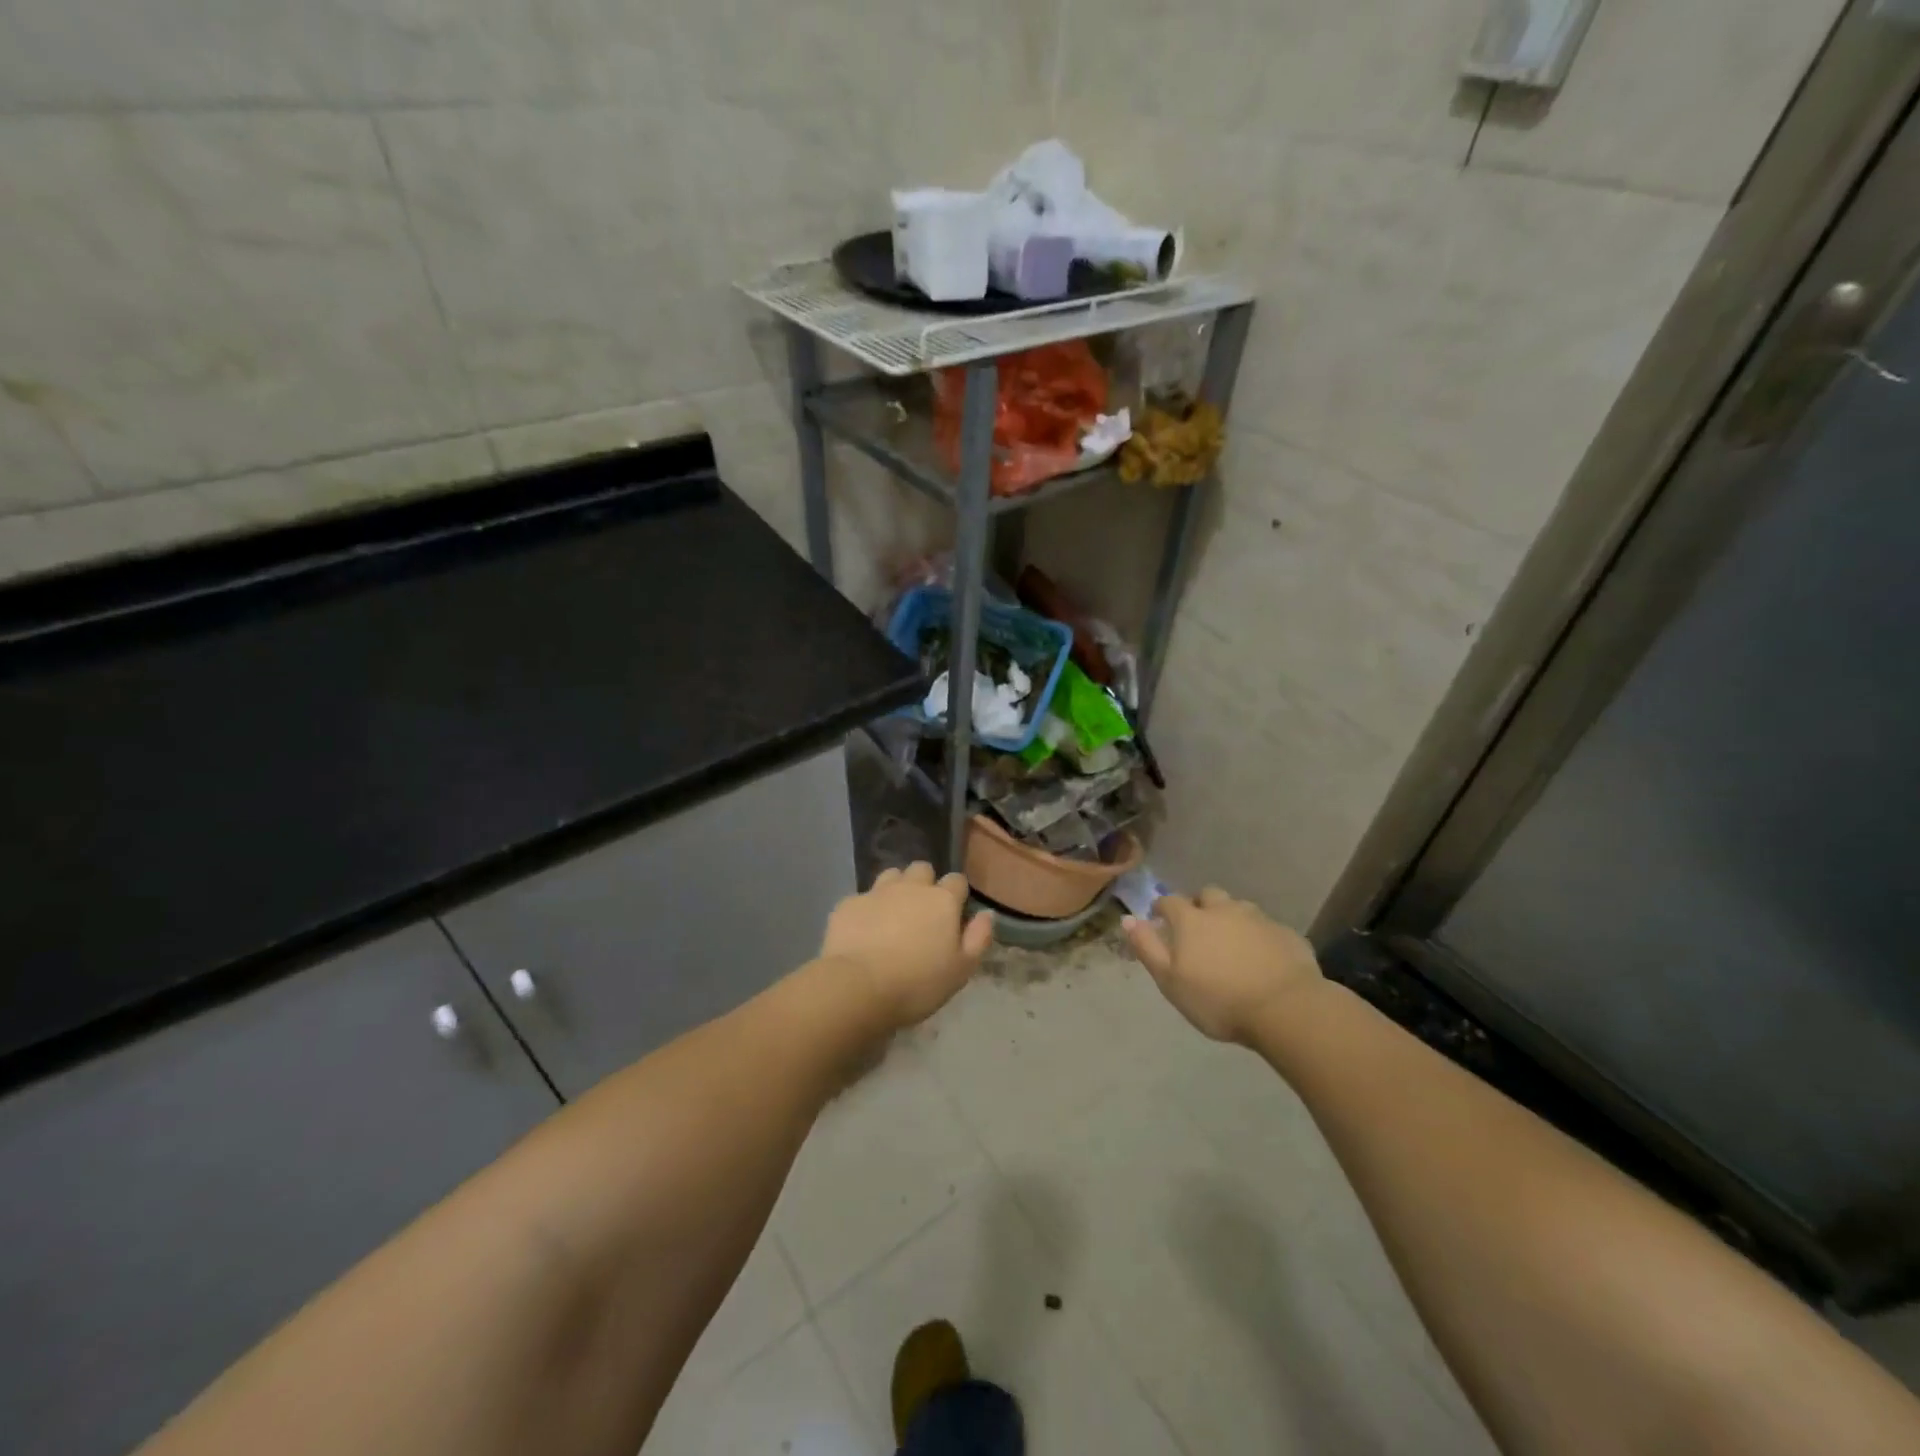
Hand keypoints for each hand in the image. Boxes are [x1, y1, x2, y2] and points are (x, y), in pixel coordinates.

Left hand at [819, 862, 994, 1028]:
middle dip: (924, 883)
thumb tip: (986, 914)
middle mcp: (911, 887)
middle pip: (922, 869)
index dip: (956, 894)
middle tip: (922, 913)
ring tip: (892, 915)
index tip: (953, 915)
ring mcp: (877, 892)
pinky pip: (862, 897)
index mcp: (942, 900)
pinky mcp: (848, 903)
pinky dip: (866, 909)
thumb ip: (978, 938)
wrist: (858, 987)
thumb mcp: (961, 970)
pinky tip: (863, 931)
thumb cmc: (918, 983)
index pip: (957, 880)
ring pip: (891, 875)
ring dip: (895, 888)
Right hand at [1123, 886, 1323, 1043]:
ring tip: (1231, 942)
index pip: (1170, 901)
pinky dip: (1259, 936)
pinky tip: (1262, 957)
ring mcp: (1258, 919)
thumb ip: (1147, 948)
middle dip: (1200, 906)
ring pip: (1239, 908)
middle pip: (1208, 895)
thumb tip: (1127, 919)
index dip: (1162, 908)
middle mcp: (1224, 910)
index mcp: (1192, 920)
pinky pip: (1266, 928)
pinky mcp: (1286, 934)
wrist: (1286, 1009)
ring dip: (1231, 918)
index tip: (1159, 918)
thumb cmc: (1218, 999)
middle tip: (1199, 928)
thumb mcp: (1170, 981)